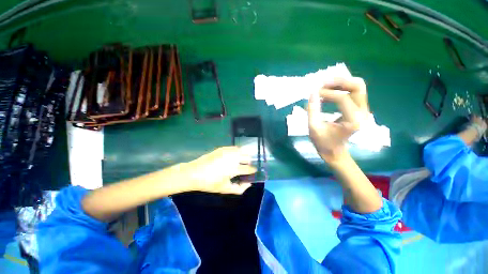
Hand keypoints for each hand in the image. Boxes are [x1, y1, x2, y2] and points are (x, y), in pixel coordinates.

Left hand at [185, 146, 256, 193]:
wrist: (194, 173)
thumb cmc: (210, 183)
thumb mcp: (225, 189)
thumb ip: (239, 189)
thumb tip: (249, 184)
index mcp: (234, 169)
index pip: (249, 168)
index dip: (253, 170)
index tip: (254, 171)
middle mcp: (232, 158)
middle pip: (247, 157)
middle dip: (249, 162)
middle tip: (246, 166)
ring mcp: (227, 152)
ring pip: (242, 151)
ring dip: (244, 155)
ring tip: (241, 161)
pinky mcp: (222, 148)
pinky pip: (234, 148)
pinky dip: (237, 151)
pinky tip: (234, 156)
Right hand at [307, 77, 369, 162]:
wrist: (335, 152)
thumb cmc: (323, 143)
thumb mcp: (314, 128)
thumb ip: (312, 110)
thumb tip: (312, 93)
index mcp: (352, 121)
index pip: (342, 98)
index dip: (327, 93)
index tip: (313, 94)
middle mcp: (362, 113)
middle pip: (357, 86)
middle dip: (339, 82)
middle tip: (322, 84)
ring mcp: (363, 110)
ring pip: (357, 87)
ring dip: (341, 83)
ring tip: (325, 86)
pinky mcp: (359, 109)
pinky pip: (354, 92)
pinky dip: (342, 88)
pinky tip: (329, 92)